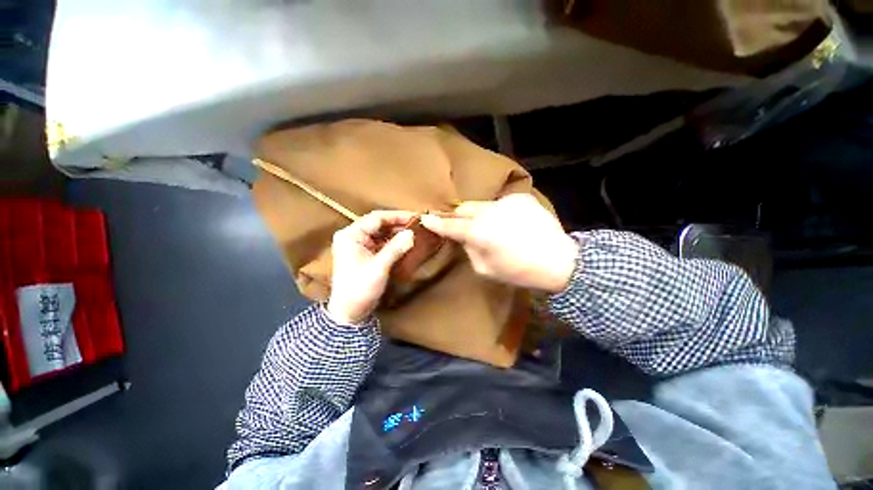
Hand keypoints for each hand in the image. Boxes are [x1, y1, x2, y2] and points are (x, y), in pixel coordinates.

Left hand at [327, 211, 415, 324]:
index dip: (397, 216)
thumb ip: (395, 248)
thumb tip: (411, 233)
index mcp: (351, 235)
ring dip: (397, 232)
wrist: (349, 312)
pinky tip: (405, 242)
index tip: (415, 216)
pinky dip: (393, 242)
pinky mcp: (364, 253)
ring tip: (415, 232)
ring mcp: (358, 245)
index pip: (376, 218)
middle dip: (398, 224)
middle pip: (378, 224)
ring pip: (381, 233)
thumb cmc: (360, 288)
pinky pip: (381, 242)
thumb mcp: (379, 267)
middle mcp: (353, 236)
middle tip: (418, 224)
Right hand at [421, 194, 577, 292]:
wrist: (559, 260)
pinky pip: (501, 204)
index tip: (425, 218)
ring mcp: (506, 202)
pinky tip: (508, 223)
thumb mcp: (485, 269)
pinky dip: (498, 213)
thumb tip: (464, 238)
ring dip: (479, 214)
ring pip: (482, 205)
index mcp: (479, 232)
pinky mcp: (521, 198)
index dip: (436, 223)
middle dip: (458, 216)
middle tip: (459, 225)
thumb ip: (469, 249)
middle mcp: (489, 211)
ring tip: (489, 227)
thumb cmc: (519, 271)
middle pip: (464, 208)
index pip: (450, 225)